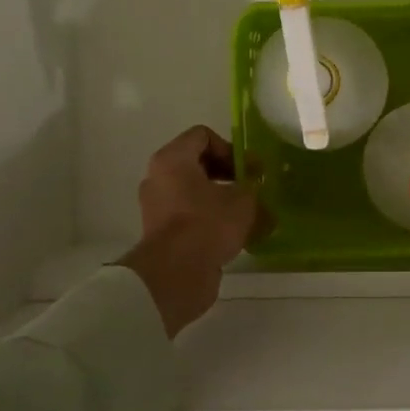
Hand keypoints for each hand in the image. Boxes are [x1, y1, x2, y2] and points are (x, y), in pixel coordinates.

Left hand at [116, 127, 264, 336]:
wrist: (175, 275)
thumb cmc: (208, 224)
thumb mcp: (243, 199)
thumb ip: (251, 184)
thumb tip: (253, 181)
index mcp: (173, 159)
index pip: (203, 136)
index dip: (230, 148)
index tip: (246, 170)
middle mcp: (158, 177)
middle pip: (197, 163)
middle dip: (227, 173)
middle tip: (249, 189)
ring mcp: (156, 205)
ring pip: (193, 191)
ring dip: (220, 198)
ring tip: (245, 214)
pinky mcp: (160, 232)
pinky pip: (188, 214)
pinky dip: (208, 218)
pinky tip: (232, 233)